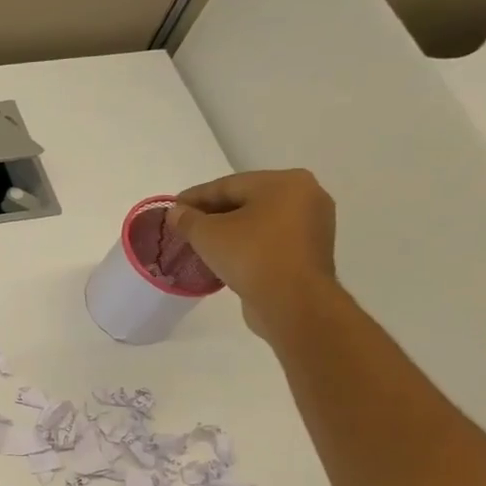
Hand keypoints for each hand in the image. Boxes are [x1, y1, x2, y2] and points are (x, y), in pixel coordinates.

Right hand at [166, 169, 338, 337]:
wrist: (293, 302)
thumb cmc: (251, 256)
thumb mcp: (207, 234)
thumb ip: (187, 219)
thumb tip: (176, 213)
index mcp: (285, 182)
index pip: (228, 185)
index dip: (195, 196)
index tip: (172, 207)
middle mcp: (306, 196)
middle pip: (246, 200)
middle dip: (213, 213)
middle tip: (184, 226)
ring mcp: (312, 225)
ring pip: (259, 222)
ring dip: (229, 231)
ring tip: (201, 243)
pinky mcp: (310, 252)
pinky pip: (270, 240)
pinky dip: (247, 245)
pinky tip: (225, 256)